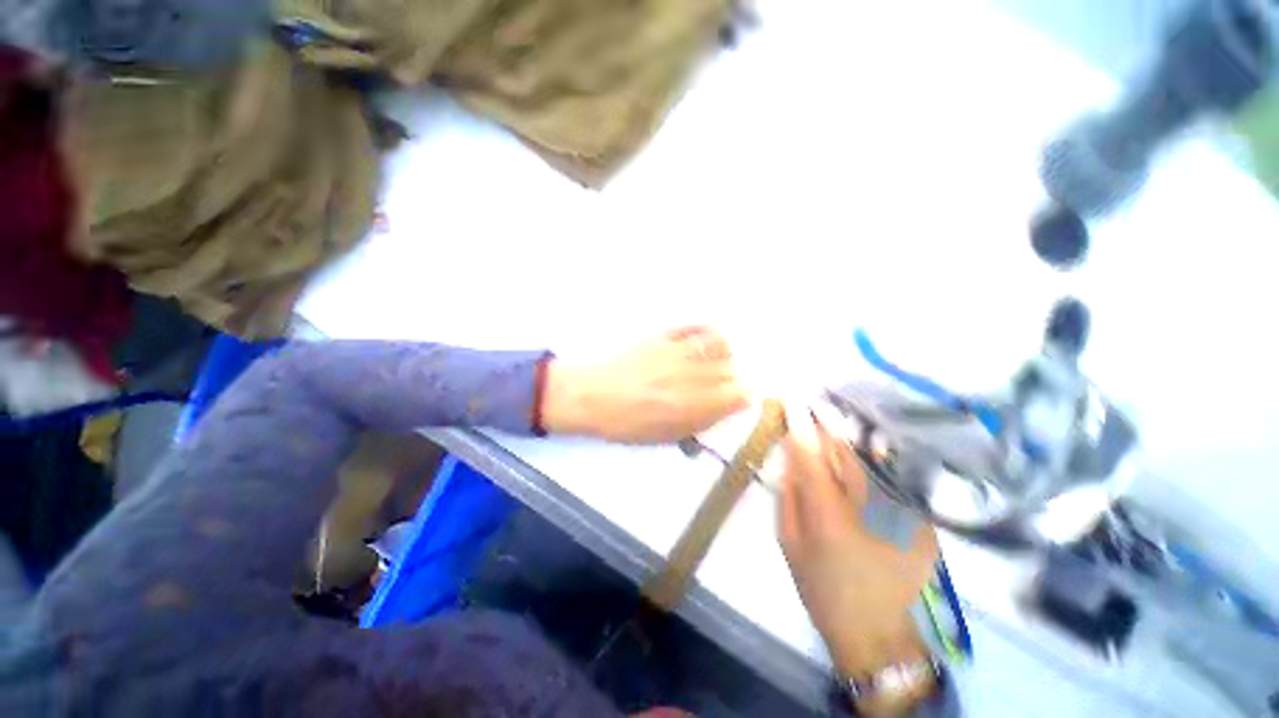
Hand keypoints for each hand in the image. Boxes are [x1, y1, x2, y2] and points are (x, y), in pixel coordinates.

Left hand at [541, 327, 748, 443]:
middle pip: (730, 370)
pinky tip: (702, 341)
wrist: (591, 396)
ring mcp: (676, 352)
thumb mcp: (663, 436)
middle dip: (730, 378)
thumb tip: (724, 409)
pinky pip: (695, 327)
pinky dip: (706, 332)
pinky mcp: (663, 336)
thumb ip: (698, 423)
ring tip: (713, 361)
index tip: (736, 399)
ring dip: (722, 354)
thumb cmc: (625, 423)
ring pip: (719, 345)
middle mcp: (689, 376)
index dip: (741, 398)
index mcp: (690, 406)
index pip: (737, 395)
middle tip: (720, 383)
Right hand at [777, 408, 938, 705]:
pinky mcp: (923, 520)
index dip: (800, 426)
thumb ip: (789, 495)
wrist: (877, 632)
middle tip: (813, 402)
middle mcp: (872, 509)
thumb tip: (790, 455)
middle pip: (846, 452)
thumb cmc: (822, 588)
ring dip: (850, 435)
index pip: (811, 457)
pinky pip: (892, 476)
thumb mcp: (790, 542)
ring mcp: (904, 514)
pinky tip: (864, 445)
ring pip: (871, 459)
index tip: (791, 401)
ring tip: (835, 413)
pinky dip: (874, 457)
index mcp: (831, 518)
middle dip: (827, 423)